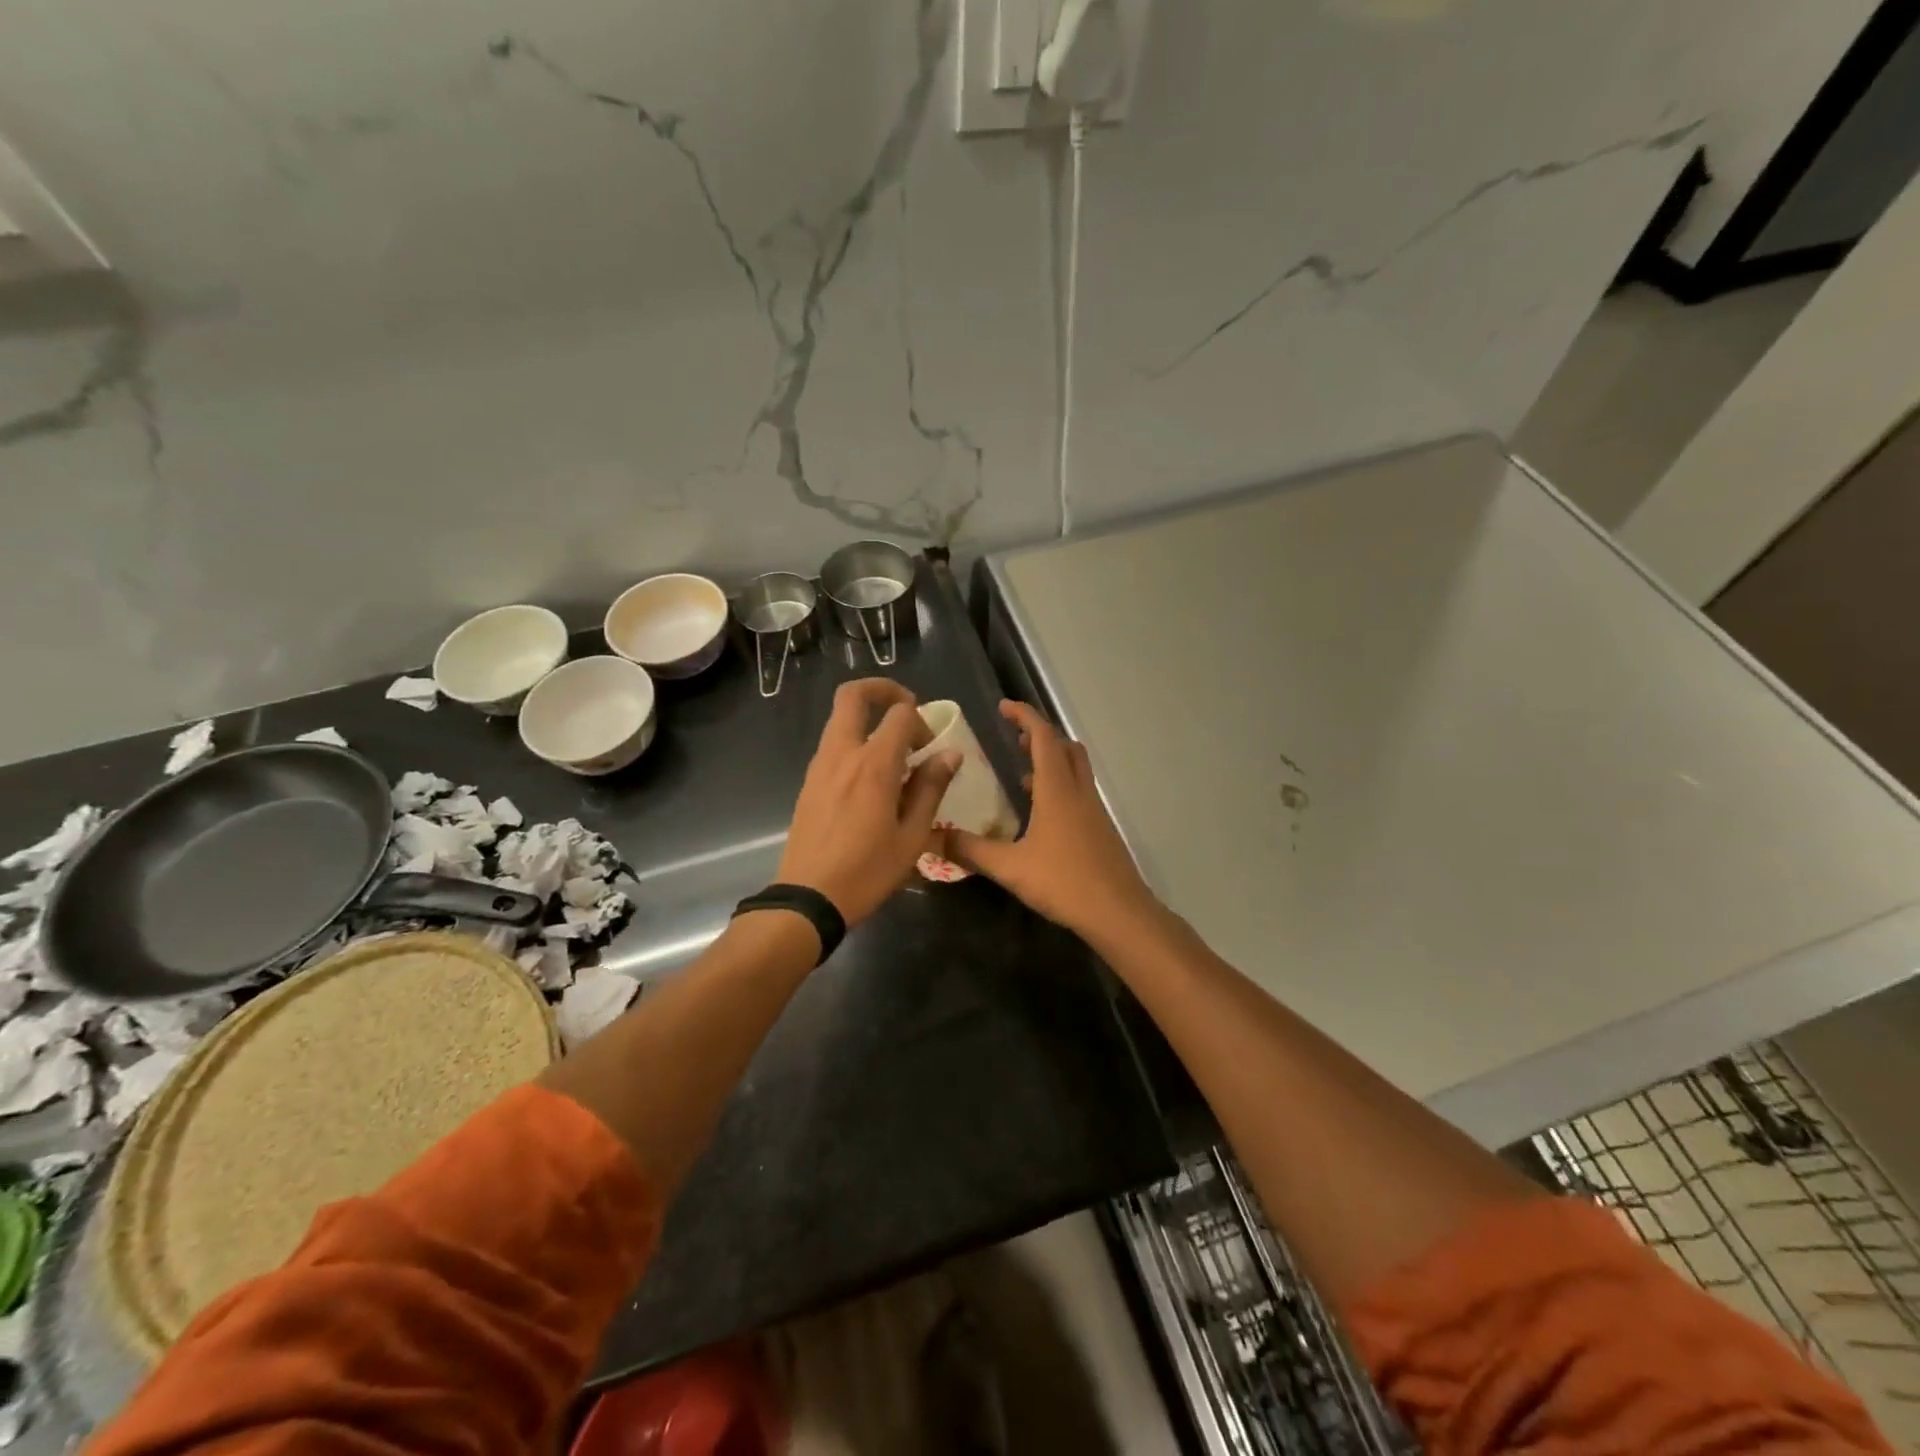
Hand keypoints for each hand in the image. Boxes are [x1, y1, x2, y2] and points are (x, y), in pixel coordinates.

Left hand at [778, 679, 959, 925]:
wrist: (808, 898)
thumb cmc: (868, 871)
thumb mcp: (912, 836)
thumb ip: (930, 788)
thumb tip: (949, 754)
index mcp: (873, 765)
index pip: (899, 714)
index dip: (920, 720)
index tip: (930, 746)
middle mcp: (842, 754)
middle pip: (852, 696)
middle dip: (882, 689)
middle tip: (905, 708)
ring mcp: (819, 766)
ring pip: (840, 720)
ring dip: (867, 720)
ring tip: (893, 755)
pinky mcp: (809, 782)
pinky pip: (833, 745)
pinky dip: (854, 743)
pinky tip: (871, 780)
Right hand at [946, 701, 1165, 940]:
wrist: (1118, 912)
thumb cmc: (1064, 882)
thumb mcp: (1010, 867)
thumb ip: (971, 850)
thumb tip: (932, 835)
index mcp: (1057, 790)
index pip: (1043, 737)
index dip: (1024, 716)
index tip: (1003, 707)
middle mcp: (1079, 791)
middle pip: (1065, 747)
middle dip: (1040, 736)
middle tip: (1015, 741)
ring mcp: (1094, 810)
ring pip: (1076, 769)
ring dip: (1052, 761)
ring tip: (1022, 775)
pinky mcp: (1100, 829)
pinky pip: (1079, 792)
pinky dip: (1060, 787)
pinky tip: (1041, 815)